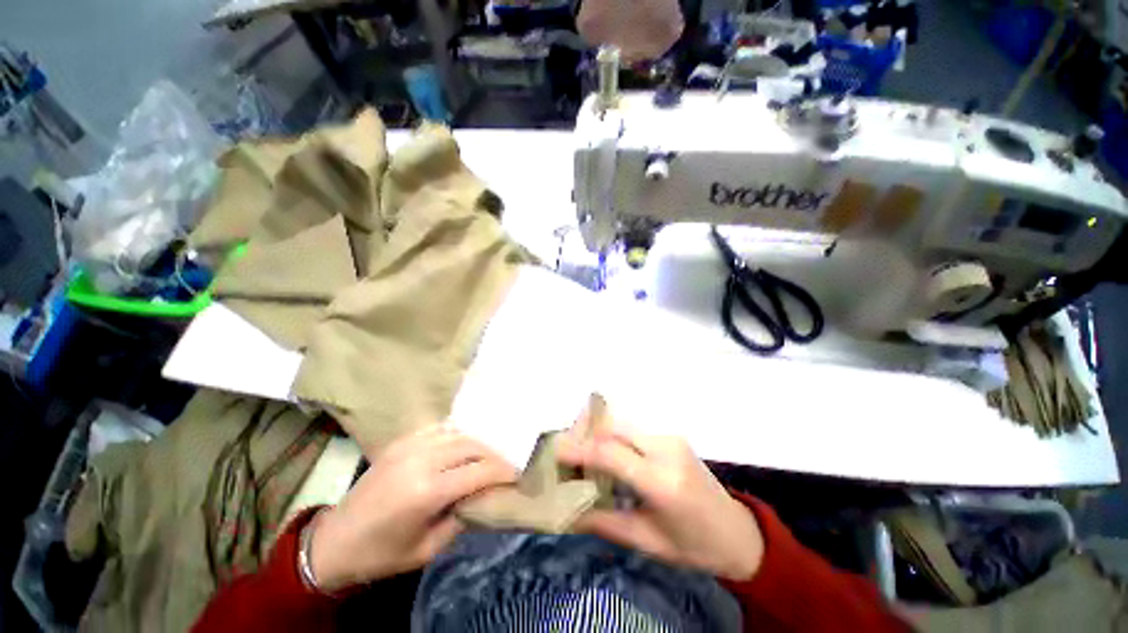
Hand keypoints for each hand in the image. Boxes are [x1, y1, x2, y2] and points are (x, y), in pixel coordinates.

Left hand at [309, 425, 517, 591]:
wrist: (334, 541)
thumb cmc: (381, 554)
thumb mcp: (427, 549)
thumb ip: (461, 518)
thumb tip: (484, 495)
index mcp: (427, 491)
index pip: (479, 471)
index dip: (503, 471)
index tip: (518, 474)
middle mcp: (421, 460)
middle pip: (472, 446)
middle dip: (495, 454)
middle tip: (506, 464)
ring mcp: (410, 445)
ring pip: (458, 433)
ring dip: (478, 442)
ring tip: (488, 455)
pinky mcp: (402, 441)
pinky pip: (440, 428)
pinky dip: (457, 434)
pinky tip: (463, 444)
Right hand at [557, 422, 763, 580]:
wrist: (737, 532)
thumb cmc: (693, 545)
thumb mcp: (645, 541)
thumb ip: (603, 522)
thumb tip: (566, 512)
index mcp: (661, 481)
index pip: (610, 453)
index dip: (578, 449)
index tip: (554, 452)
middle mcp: (666, 449)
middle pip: (613, 429)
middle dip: (585, 437)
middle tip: (565, 453)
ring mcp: (671, 437)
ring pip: (622, 425)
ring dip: (599, 435)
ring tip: (581, 454)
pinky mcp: (672, 435)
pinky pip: (634, 430)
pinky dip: (614, 437)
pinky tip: (606, 453)